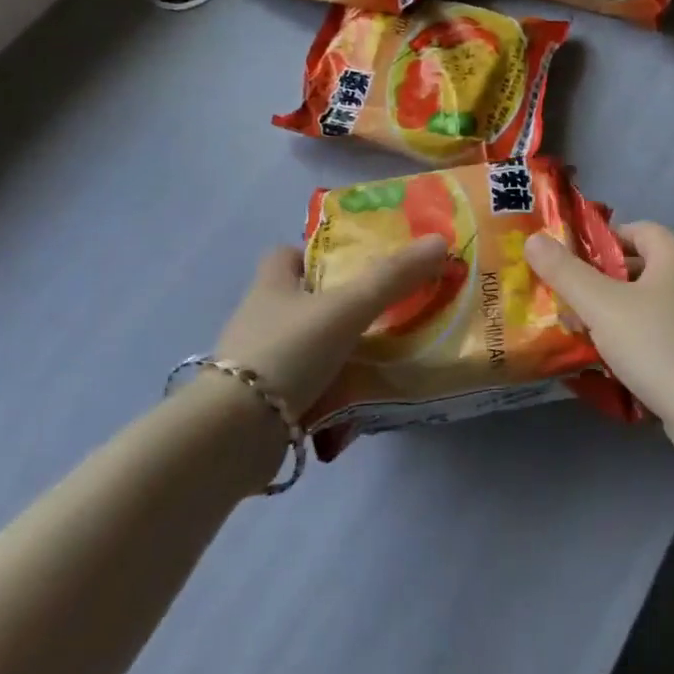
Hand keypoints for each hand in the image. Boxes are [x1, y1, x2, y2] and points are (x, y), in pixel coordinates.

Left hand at [213, 235, 449, 419]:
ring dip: (338, 353)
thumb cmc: (288, 351)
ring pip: (307, 348)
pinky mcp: (262, 405)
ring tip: (382, 360)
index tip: (355, 263)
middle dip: (338, 306)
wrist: (234, 434)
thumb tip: (440, 240)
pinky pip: (305, 390)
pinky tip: (358, 404)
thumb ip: (392, 277)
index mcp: (271, 286)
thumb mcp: (347, 307)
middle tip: (383, 311)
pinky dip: (329, 394)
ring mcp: (258, 365)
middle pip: (301, 301)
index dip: (317, 253)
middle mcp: (259, 320)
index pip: (286, 254)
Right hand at [524, 222, 673, 427]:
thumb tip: (534, 239)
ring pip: (644, 304)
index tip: (567, 262)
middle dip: (598, 282)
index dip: (599, 241)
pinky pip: (656, 334)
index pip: (634, 229)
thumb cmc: (658, 345)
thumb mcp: (602, 305)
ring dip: (611, 316)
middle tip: (563, 300)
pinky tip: (606, 363)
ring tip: (576, 333)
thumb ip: (566, 272)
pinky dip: (631, 341)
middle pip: (637, 268)